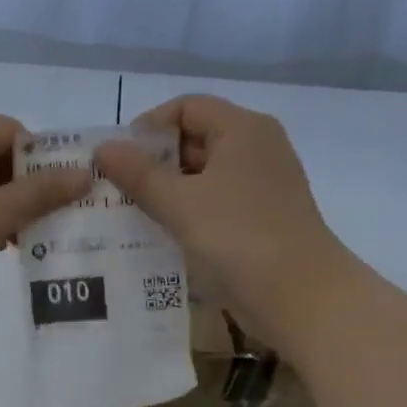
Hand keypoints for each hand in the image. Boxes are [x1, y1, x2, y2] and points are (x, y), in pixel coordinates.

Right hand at [95, 96, 354, 353]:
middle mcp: (257, 148)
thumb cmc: (240, 239)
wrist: (303, 299)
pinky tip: (163, 234)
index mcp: (243, 130)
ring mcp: (263, 185)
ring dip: (168, 190)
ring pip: (205, 175)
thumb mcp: (180, 204)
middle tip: (117, 189)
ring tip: (131, 213)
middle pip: (196, 138)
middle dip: (154, 162)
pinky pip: (217, 202)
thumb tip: (103, 147)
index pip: (187, 107)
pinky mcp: (263, 218)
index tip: (118, 159)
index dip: (148, 127)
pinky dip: (189, 212)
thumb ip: (138, 174)